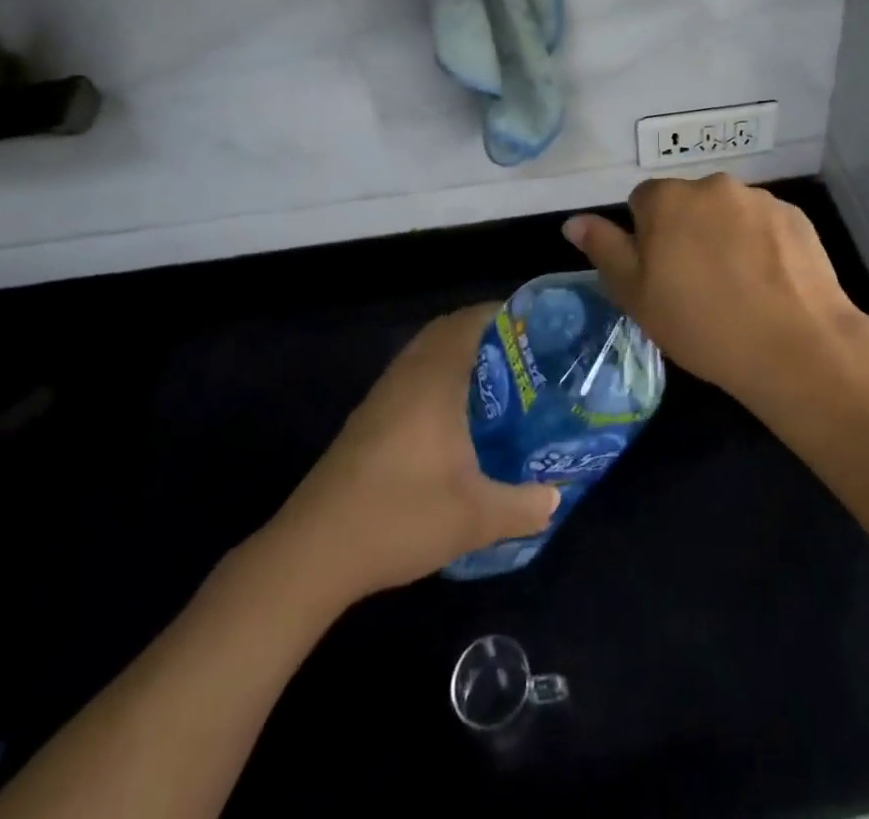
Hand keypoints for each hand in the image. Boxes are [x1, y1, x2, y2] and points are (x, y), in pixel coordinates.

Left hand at [266, 305, 557, 601]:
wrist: (313, 553)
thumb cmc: (400, 516)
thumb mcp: (475, 518)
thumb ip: (523, 506)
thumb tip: (554, 498)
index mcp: (435, 379)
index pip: (470, 321)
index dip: (503, 315)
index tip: (536, 329)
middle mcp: (407, 375)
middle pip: (446, 331)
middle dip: (484, 334)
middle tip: (522, 355)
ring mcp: (381, 397)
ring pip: (424, 354)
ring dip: (456, 356)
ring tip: (495, 383)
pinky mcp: (365, 421)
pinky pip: (409, 378)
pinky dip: (435, 379)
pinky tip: (452, 420)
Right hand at [562, 174, 868, 414]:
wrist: (794, 345)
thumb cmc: (701, 323)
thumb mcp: (636, 295)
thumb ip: (605, 250)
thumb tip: (573, 222)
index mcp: (668, 199)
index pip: (643, 201)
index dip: (647, 237)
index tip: (661, 275)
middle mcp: (713, 186)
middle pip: (689, 203)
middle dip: (688, 231)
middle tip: (698, 284)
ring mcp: (759, 199)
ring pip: (729, 213)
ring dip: (726, 236)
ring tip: (740, 288)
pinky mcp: (796, 216)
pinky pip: (765, 225)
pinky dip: (762, 245)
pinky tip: (770, 284)